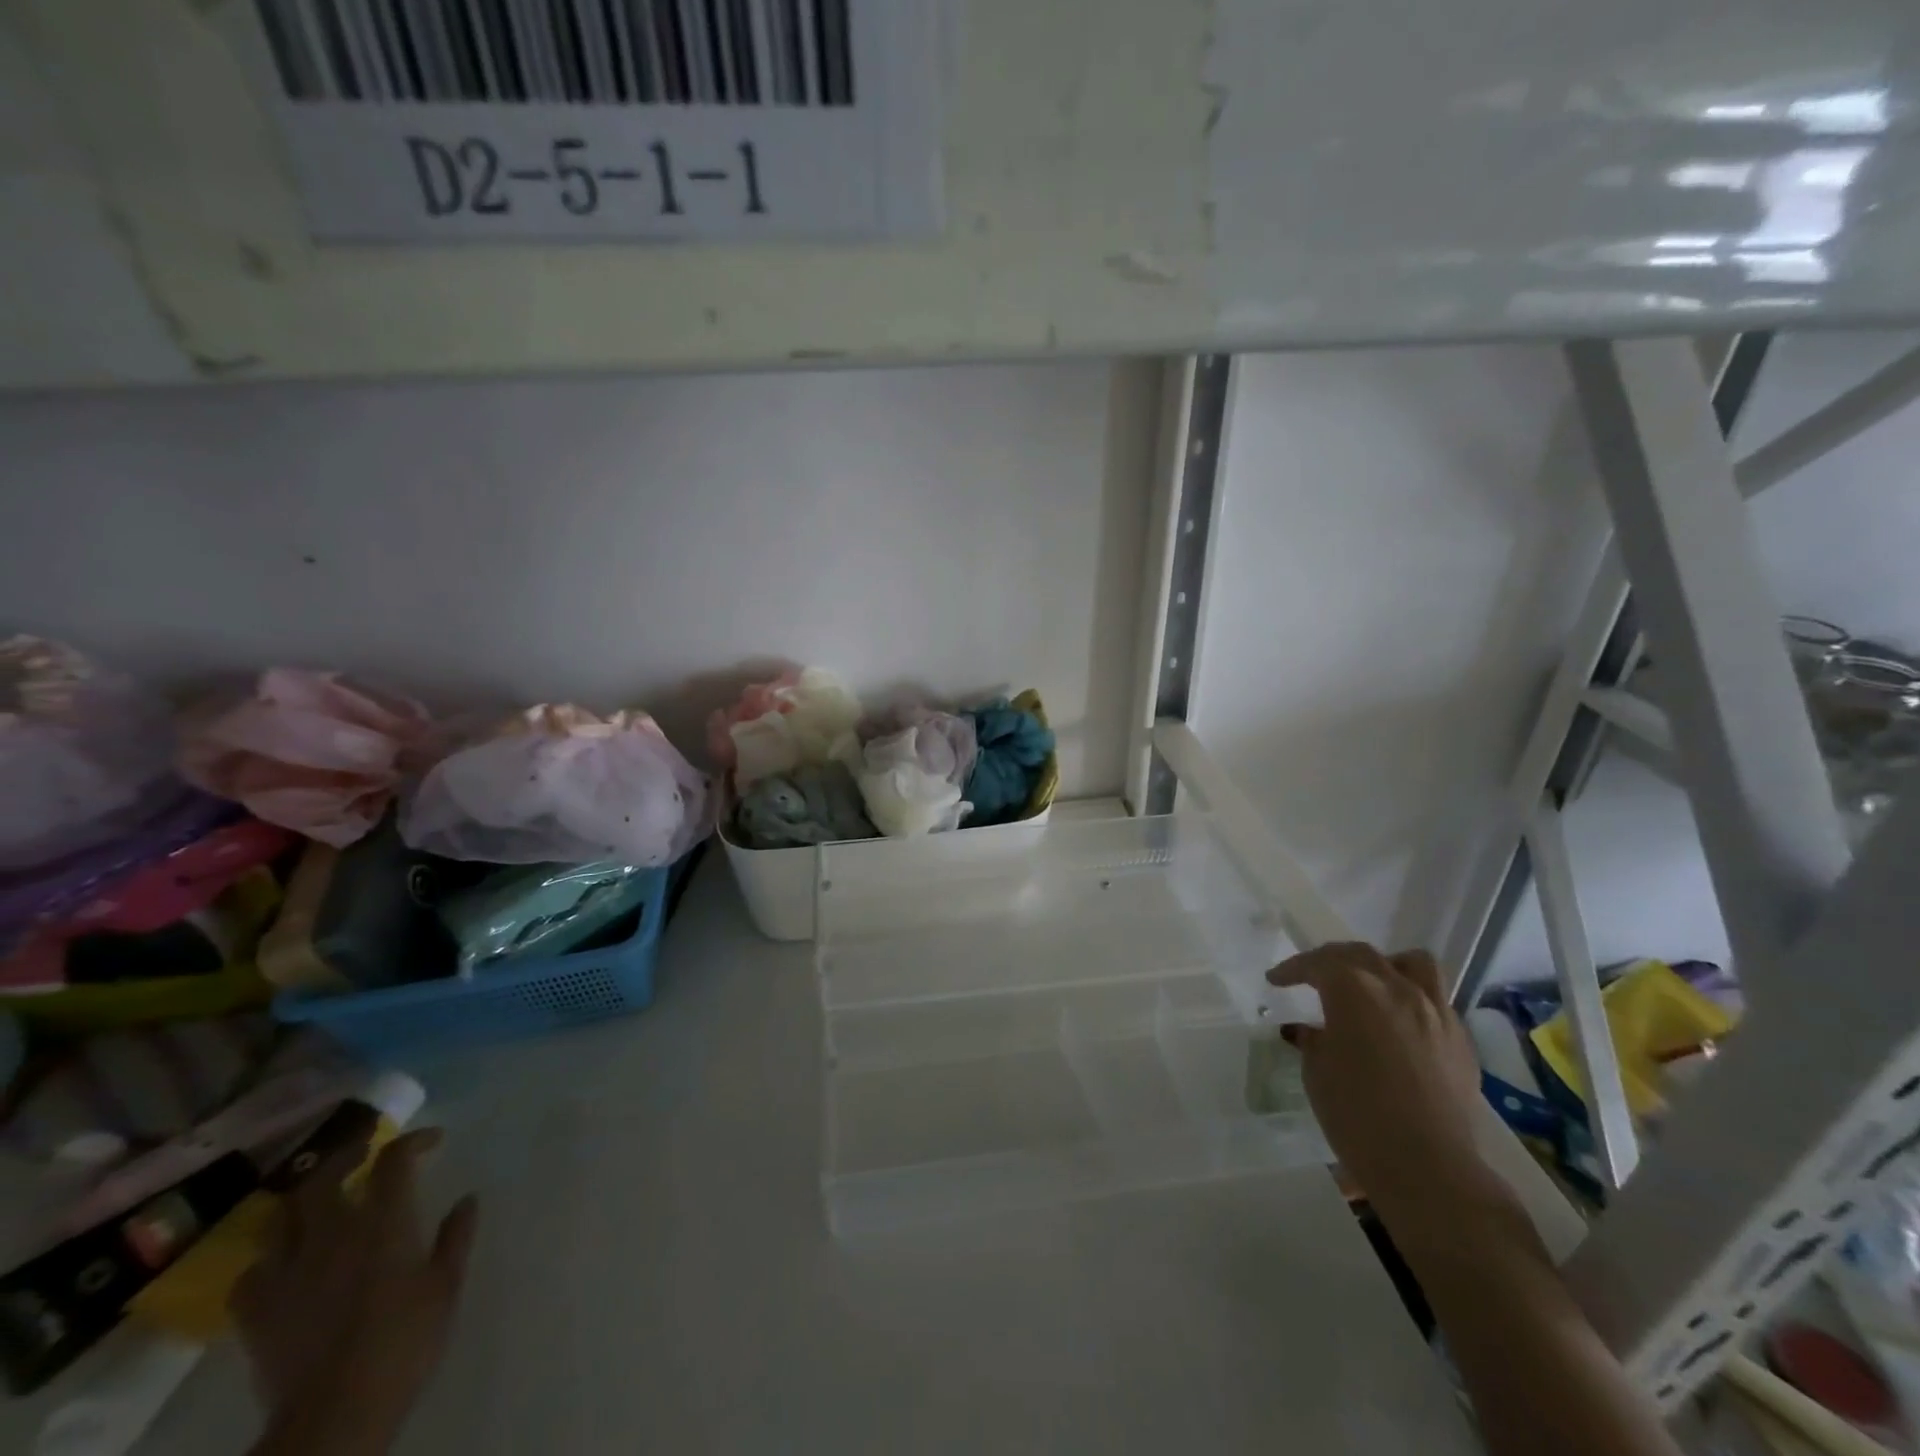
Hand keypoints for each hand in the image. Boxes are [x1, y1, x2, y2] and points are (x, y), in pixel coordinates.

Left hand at [234, 1128, 478, 1455]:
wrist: (335, 1413)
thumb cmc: (404, 1341)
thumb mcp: (446, 1285)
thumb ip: (455, 1237)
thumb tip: (466, 1200)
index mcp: (384, 1222)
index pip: (393, 1159)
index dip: (413, 1140)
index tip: (432, 1140)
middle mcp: (332, 1233)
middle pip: (326, 1176)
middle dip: (347, 1156)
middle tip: (365, 1154)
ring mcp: (287, 1271)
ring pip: (281, 1216)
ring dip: (303, 1201)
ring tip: (320, 1202)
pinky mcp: (256, 1310)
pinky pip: (252, 1271)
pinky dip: (270, 1258)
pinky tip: (284, 1264)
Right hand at [1269, 943, 1497, 1220]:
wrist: (1428, 1166)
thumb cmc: (1356, 1114)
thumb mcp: (1317, 1071)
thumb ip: (1314, 1040)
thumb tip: (1310, 1031)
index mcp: (1354, 989)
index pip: (1318, 963)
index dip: (1293, 969)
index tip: (1276, 981)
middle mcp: (1397, 988)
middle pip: (1362, 955)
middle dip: (1332, 960)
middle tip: (1314, 977)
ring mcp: (1435, 1011)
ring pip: (1413, 963)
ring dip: (1385, 966)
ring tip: (1371, 985)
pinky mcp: (1460, 1040)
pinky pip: (1434, 1000)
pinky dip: (1411, 1000)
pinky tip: (1399, 1026)